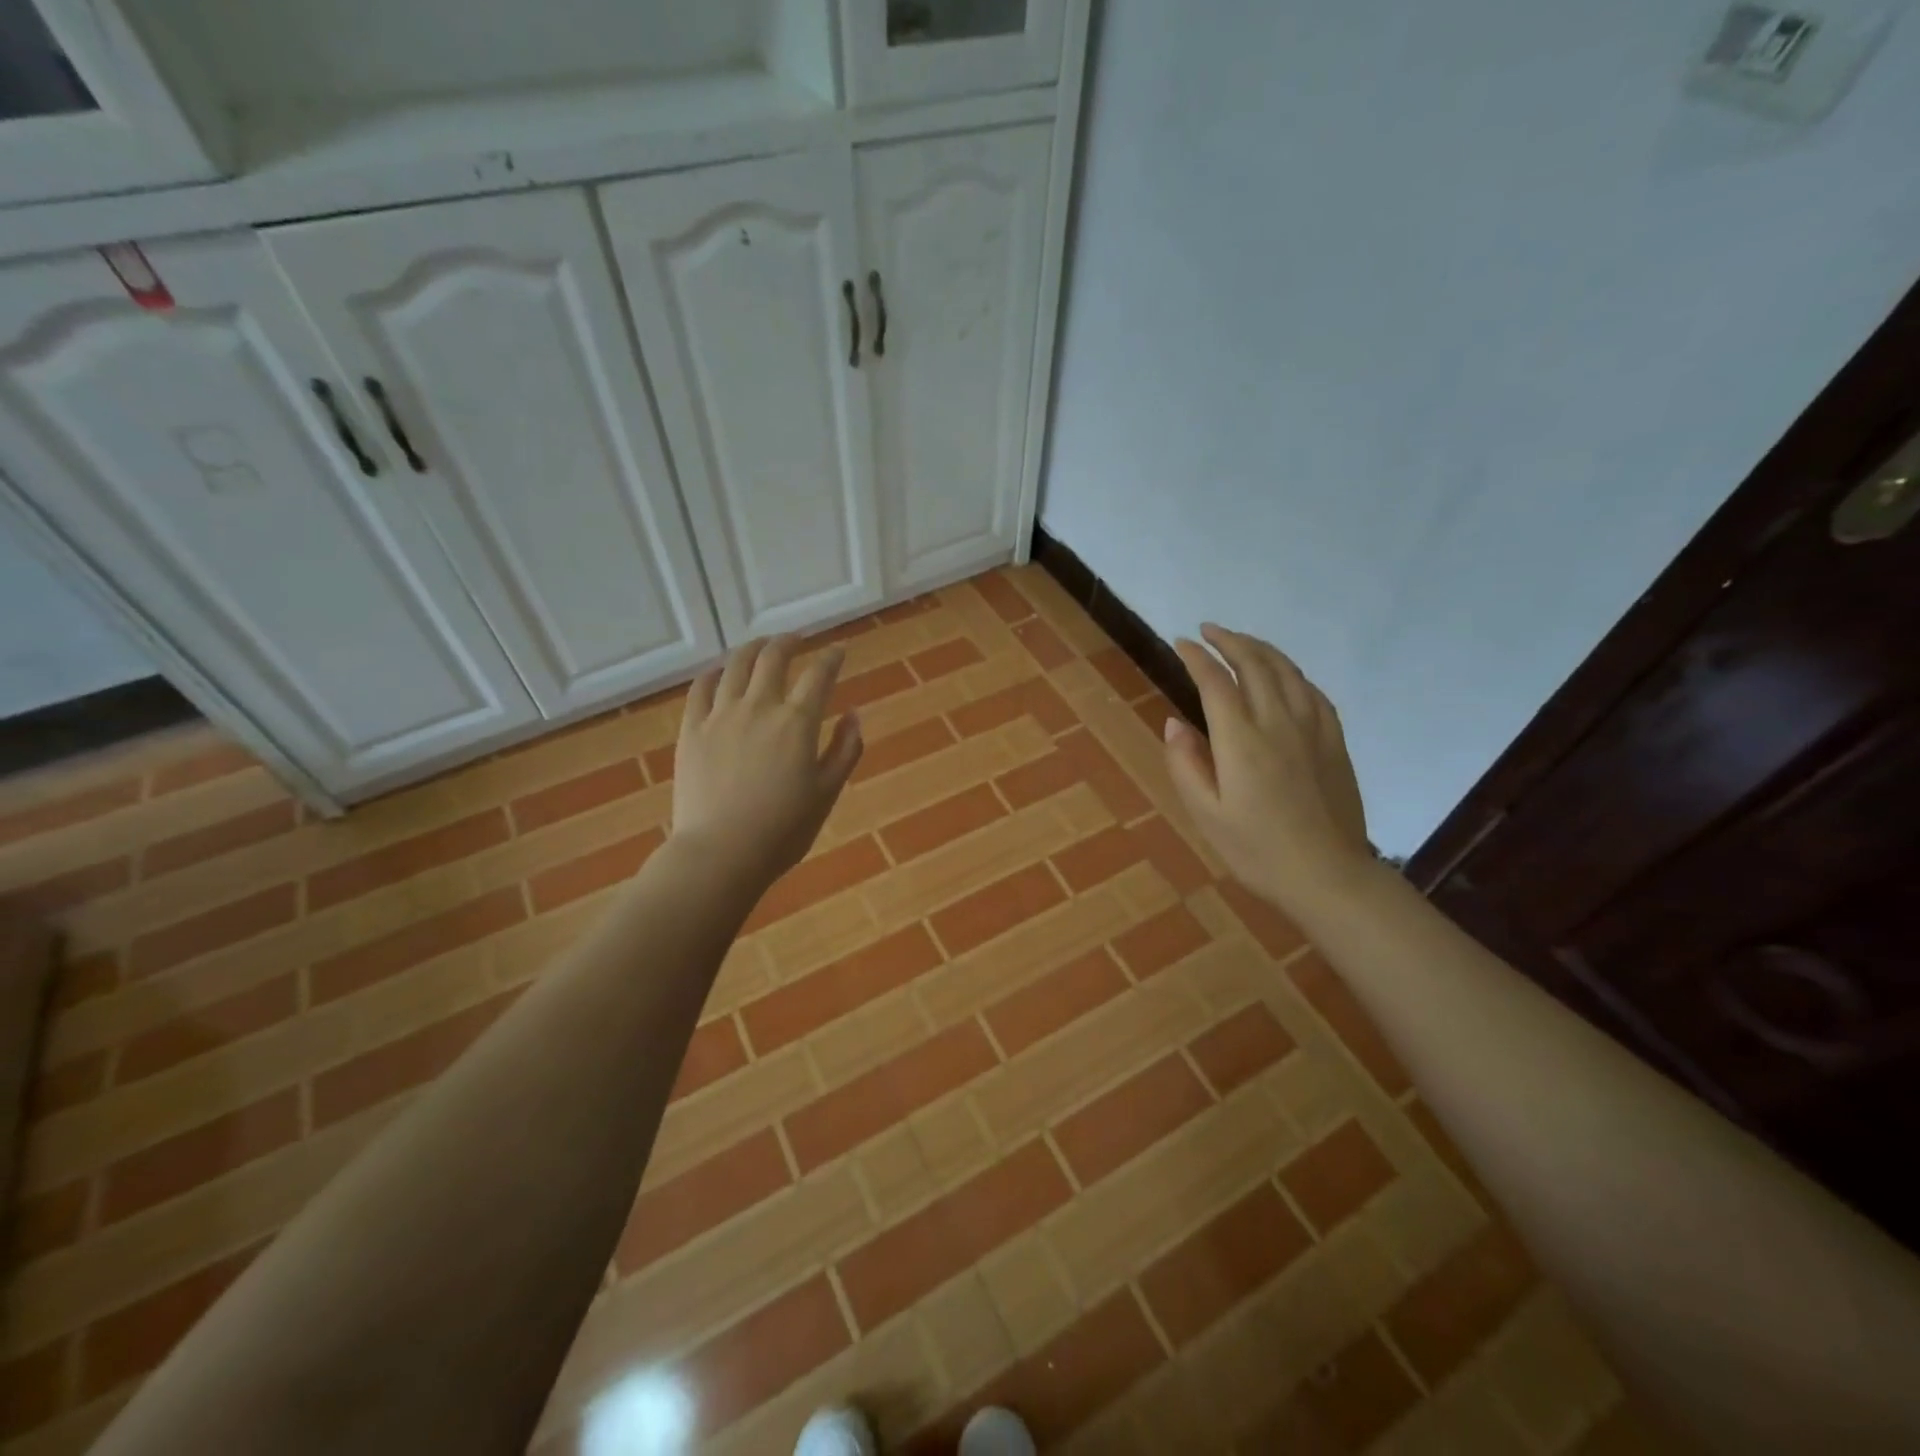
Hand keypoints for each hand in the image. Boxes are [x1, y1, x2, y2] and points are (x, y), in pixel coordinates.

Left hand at [670, 636, 863, 889]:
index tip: (839, 651)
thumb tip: (854, 714)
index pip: (819, 675)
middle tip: (798, 639)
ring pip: (736, 665)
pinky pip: (700, 687)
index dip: (832, 658)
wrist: (721, 853)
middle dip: (790, 642)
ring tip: (761, 645)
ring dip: (753, 648)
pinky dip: (714, 672)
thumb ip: (845, 749)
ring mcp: (720, 715)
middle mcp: (759, 706)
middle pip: (774, 657)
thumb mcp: (828, 792)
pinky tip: (720, 671)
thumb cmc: (783, 829)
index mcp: (797, 722)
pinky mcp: (691, 729)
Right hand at [1163, 624, 1373, 915]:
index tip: (1180, 643)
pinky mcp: (1334, 742)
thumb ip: (1185, 764)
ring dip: (1261, 649)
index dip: (1196, 657)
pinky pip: (1313, 692)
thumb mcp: (1206, 814)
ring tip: (1241, 642)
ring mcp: (1312, 730)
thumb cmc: (1256, 851)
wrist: (1327, 876)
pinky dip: (1292, 674)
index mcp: (1241, 741)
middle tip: (1208, 631)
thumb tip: (1174, 723)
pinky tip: (1285, 676)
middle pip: (1255, 664)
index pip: (1216, 682)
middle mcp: (1278, 723)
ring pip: (1288, 672)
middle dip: (1229, 641)